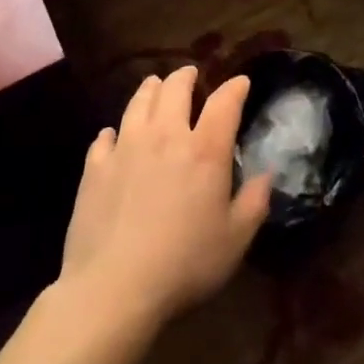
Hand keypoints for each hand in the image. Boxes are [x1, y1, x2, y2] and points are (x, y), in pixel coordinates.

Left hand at [58, 66, 272, 326]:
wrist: (114, 288)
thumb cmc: (184, 264)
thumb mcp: (235, 240)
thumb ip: (255, 202)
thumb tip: (268, 174)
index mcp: (205, 150)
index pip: (224, 102)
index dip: (235, 87)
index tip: (241, 82)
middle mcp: (166, 136)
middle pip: (175, 89)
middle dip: (186, 76)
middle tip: (191, 74)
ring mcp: (126, 148)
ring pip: (139, 103)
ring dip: (150, 89)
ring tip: (155, 85)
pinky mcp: (95, 168)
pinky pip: (104, 137)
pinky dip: (113, 131)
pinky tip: (112, 135)